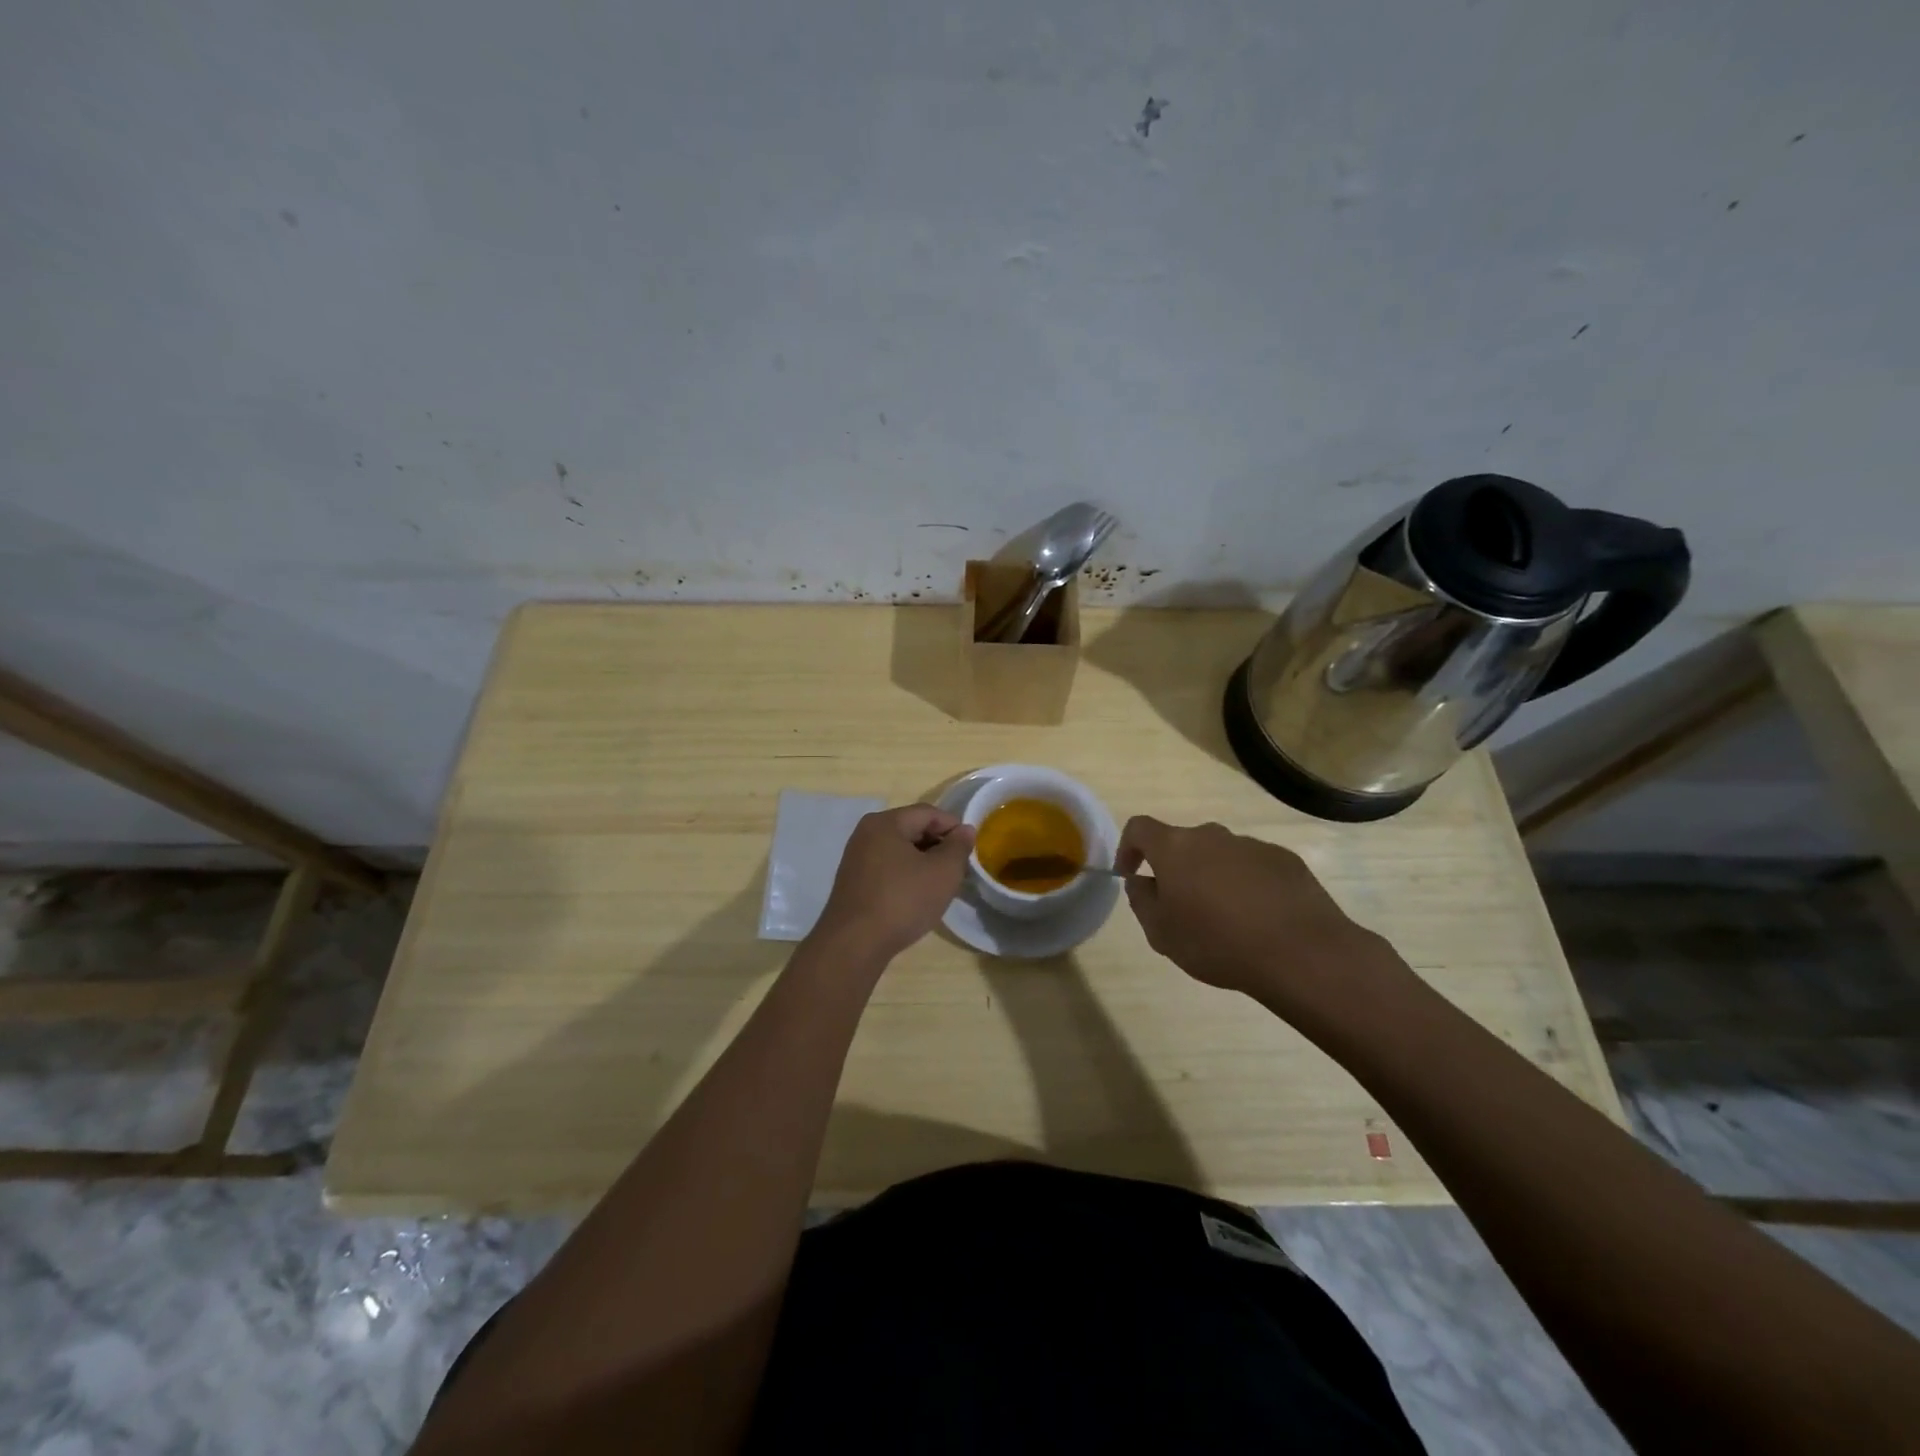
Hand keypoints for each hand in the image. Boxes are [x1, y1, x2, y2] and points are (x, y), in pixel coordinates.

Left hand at [814, 804, 975, 961]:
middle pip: (912, 828)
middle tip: (958, 868)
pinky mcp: (853, 881)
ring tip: (940, 884)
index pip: (928, 813)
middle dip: (938, 845)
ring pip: (899, 850)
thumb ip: (958, 847)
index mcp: (885, 823)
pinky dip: (906, 875)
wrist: (854, 944)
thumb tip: (965, 830)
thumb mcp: (943, 872)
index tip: (970, 849)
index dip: (953, 827)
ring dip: (923, 862)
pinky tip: (916, 896)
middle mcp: (866, 833)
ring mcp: (856, 858)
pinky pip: (887, 867)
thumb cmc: (902, 901)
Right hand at [1115, 816, 1396, 1012]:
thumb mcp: (1162, 934)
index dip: (1128, 847)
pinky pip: (1254, 867)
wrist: (1300, 953)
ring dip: (1213, 877)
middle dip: (1176, 868)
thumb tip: (1141, 882)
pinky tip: (1258, 919)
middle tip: (1181, 906)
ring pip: (1220, 855)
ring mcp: (1252, 845)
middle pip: (1183, 843)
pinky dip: (1247, 885)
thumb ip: (1142, 901)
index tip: (1131, 874)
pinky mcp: (1285, 860)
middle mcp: (1212, 836)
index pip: (1139, 828)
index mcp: (1175, 848)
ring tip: (1224, 919)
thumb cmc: (1217, 943)